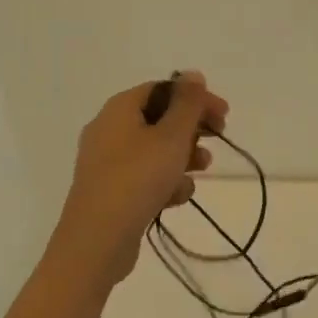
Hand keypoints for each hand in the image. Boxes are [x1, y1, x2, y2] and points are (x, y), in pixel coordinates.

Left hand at [48, 72, 227, 293]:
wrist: (95, 243)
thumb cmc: (136, 179)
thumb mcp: (170, 137)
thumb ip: (186, 104)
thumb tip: (193, 74)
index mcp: (119, 108)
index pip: (162, 90)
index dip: (195, 98)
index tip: (223, 115)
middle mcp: (108, 129)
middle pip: (158, 118)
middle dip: (191, 128)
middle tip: (218, 138)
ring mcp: (106, 162)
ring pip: (152, 149)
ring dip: (181, 155)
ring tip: (203, 168)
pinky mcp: (109, 192)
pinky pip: (142, 176)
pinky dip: (164, 181)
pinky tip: (179, 197)